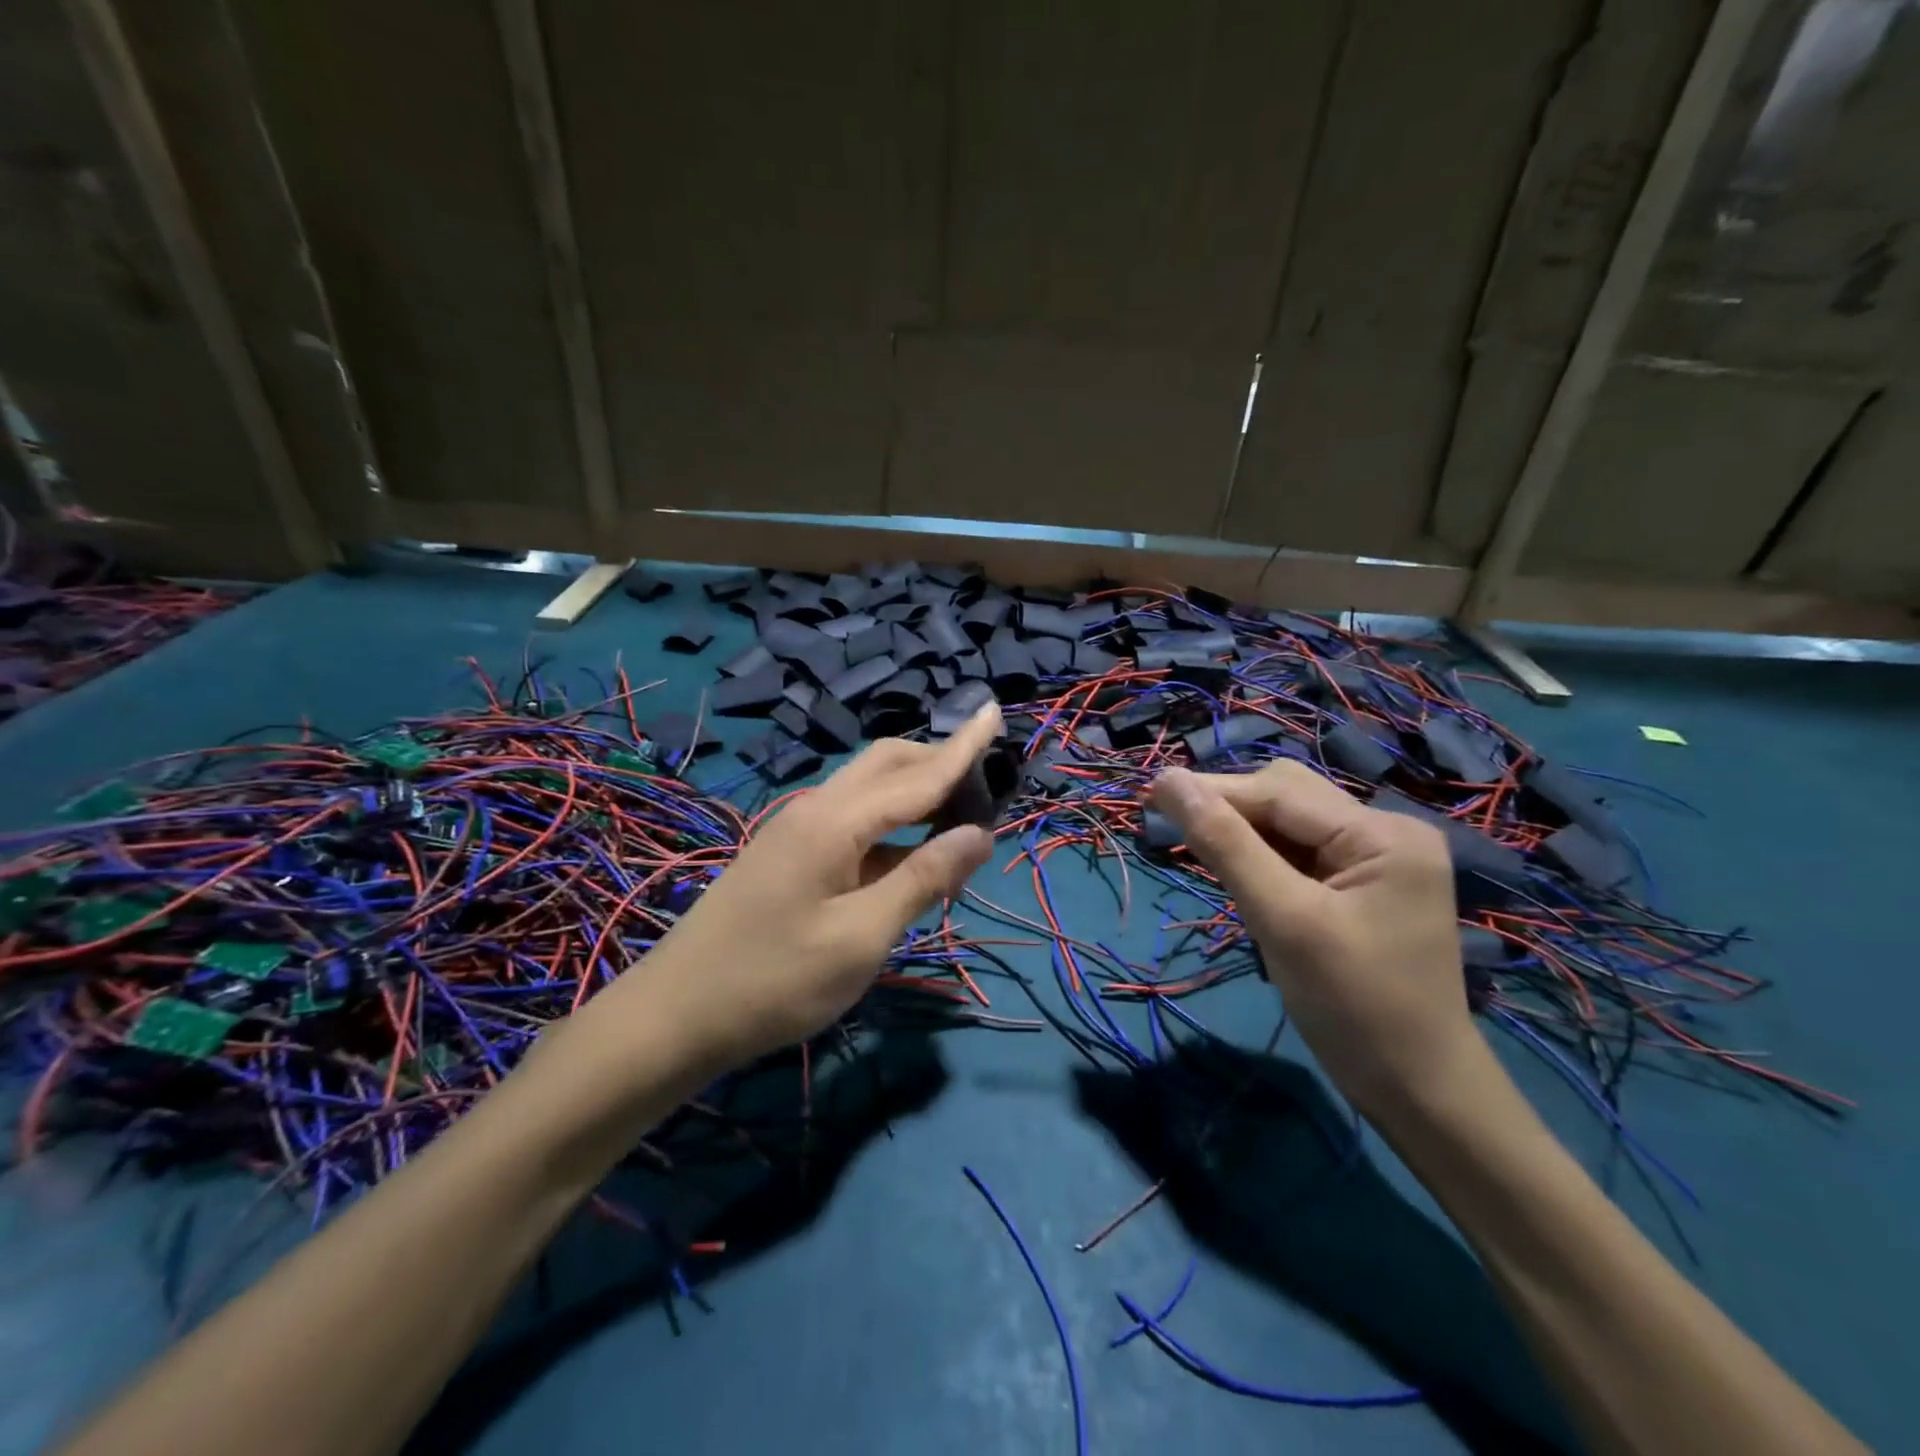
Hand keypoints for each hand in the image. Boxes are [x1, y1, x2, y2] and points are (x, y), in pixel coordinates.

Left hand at [608, 703, 1002, 1072]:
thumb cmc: (775, 981)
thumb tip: (980, 833)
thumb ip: (923, 878)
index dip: (963, 749)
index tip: (996, 713)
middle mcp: (816, 808)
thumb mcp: (862, 937)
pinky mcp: (788, 853)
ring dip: (915, 793)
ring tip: (959, 819)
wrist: (676, 1014)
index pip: (917, 775)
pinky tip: (909, 855)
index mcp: (836, 821)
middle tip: (986, 782)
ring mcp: (797, 829)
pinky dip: (891, 824)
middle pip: (887, 764)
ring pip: (869, 790)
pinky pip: (852, 820)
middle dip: (938, 762)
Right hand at [1148, 761, 1479, 1119]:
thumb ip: (1225, 845)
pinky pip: (1300, 851)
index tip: (1149, 794)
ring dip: (1241, 832)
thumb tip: (1169, 782)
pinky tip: (1238, 874)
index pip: (1278, 792)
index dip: (1211, 791)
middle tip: (1172, 830)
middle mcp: (1386, 831)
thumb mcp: (1282, 921)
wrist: (1419, 1092)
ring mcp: (1378, 859)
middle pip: (1286, 797)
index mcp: (1383, 834)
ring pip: (1289, 822)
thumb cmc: (1354, 1008)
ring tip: (1200, 853)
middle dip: (1228, 809)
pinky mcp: (1364, 884)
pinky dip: (1262, 856)